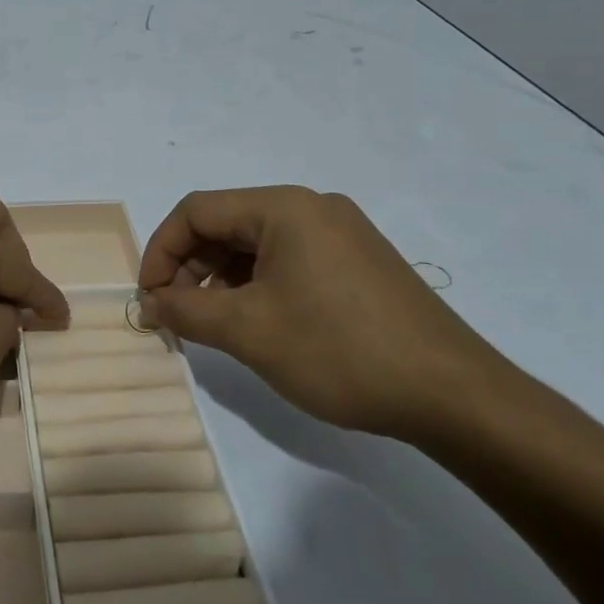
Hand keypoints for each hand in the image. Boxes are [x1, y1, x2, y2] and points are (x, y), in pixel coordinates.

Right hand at [138, 186, 510, 442]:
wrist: (455, 396)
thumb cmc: (339, 351)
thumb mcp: (248, 331)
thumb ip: (186, 311)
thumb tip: (151, 304)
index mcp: (284, 208)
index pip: (197, 210)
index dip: (161, 250)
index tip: (149, 297)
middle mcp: (313, 208)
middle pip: (227, 224)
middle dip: (190, 266)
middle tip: (175, 313)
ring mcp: (342, 234)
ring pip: (258, 245)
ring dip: (222, 278)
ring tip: (211, 323)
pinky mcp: (360, 263)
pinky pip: (290, 260)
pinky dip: (258, 285)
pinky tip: (256, 322)